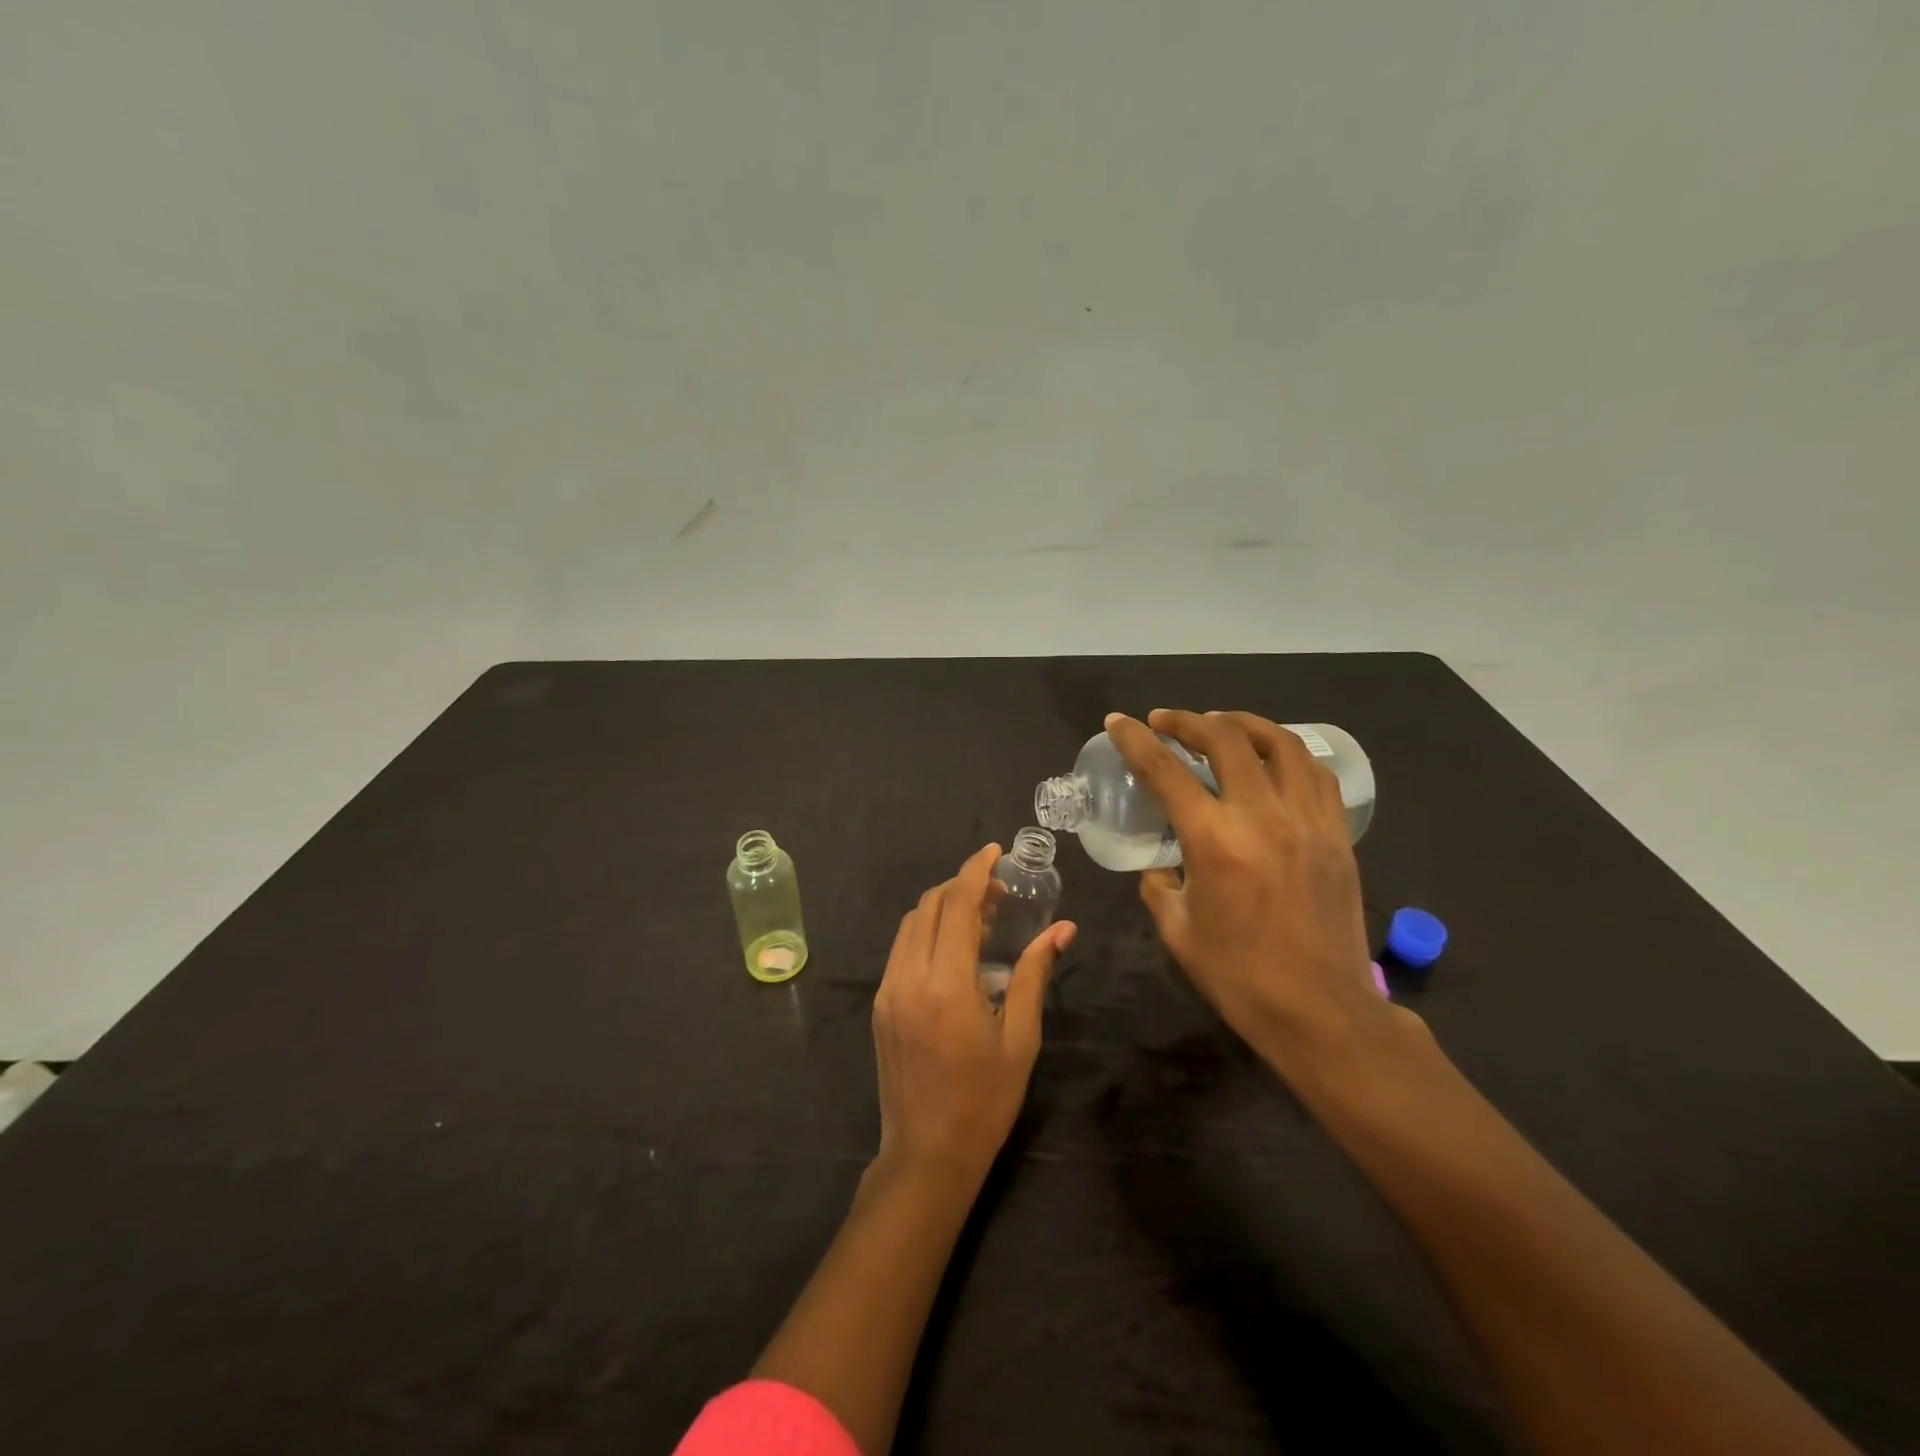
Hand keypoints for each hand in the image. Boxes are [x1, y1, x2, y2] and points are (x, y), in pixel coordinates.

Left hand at [872, 843, 1076, 1181]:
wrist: (927, 1154)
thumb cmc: (984, 1100)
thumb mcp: (1020, 1037)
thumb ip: (1035, 974)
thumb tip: (1062, 929)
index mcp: (947, 983)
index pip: (957, 904)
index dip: (976, 870)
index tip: (995, 851)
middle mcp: (909, 976)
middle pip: (930, 905)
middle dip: (962, 886)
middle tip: (999, 894)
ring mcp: (888, 990)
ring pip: (911, 923)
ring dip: (942, 907)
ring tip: (980, 919)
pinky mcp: (880, 1005)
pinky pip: (901, 949)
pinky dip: (926, 932)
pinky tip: (953, 950)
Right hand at [1105, 709, 1393, 1074]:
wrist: (1321, 1011)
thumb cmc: (1239, 977)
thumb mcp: (1177, 931)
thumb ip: (1158, 884)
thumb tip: (1159, 863)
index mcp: (1214, 841)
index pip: (1165, 770)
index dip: (1135, 739)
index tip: (1119, 722)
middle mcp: (1262, 817)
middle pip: (1225, 739)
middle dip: (1187, 720)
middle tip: (1166, 721)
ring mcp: (1307, 821)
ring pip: (1279, 743)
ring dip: (1242, 724)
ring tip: (1219, 725)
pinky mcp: (1337, 834)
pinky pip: (1315, 773)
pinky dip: (1286, 753)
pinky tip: (1271, 759)